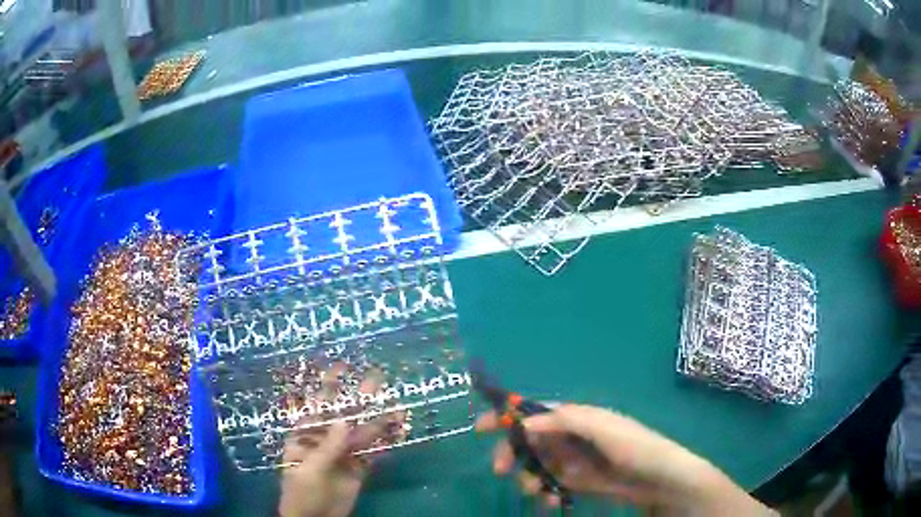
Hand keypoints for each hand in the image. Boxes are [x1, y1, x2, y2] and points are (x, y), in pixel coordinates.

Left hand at [278, 364, 403, 516]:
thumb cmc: (301, 492)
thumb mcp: (309, 469)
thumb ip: (327, 446)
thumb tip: (344, 419)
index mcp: (306, 435)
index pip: (318, 405)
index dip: (329, 385)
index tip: (343, 366)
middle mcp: (326, 439)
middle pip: (344, 415)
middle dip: (360, 398)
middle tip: (377, 377)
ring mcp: (344, 453)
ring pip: (363, 432)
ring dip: (379, 419)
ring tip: (398, 405)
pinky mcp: (359, 468)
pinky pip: (374, 452)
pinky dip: (386, 441)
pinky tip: (400, 430)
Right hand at [477, 404, 775, 515]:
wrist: (657, 478)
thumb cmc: (632, 446)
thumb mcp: (600, 426)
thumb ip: (563, 420)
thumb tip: (523, 421)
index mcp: (575, 417)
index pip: (534, 411)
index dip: (507, 416)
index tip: (481, 429)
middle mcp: (570, 436)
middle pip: (528, 440)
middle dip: (512, 453)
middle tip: (500, 470)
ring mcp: (571, 460)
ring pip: (535, 465)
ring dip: (528, 477)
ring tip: (537, 491)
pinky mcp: (575, 481)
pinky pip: (548, 483)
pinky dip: (542, 491)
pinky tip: (549, 500)